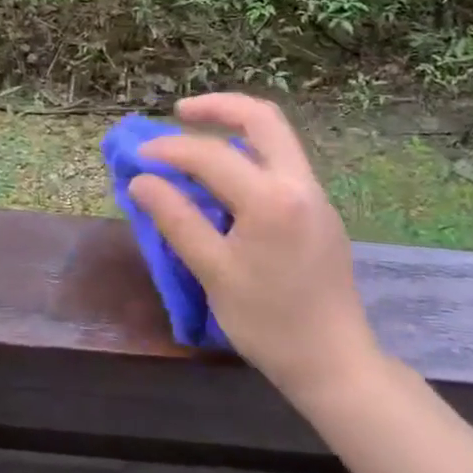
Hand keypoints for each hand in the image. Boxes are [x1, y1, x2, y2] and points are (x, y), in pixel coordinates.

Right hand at [128, 94, 381, 410]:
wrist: (335, 364)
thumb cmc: (269, 323)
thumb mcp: (213, 271)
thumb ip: (176, 219)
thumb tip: (141, 181)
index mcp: (271, 198)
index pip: (210, 155)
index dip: (168, 150)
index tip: (137, 157)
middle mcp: (299, 183)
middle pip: (262, 118)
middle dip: (218, 107)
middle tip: (179, 113)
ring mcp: (315, 195)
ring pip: (276, 137)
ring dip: (236, 128)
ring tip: (196, 140)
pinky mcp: (319, 211)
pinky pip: (282, 163)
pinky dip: (250, 154)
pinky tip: (225, 178)